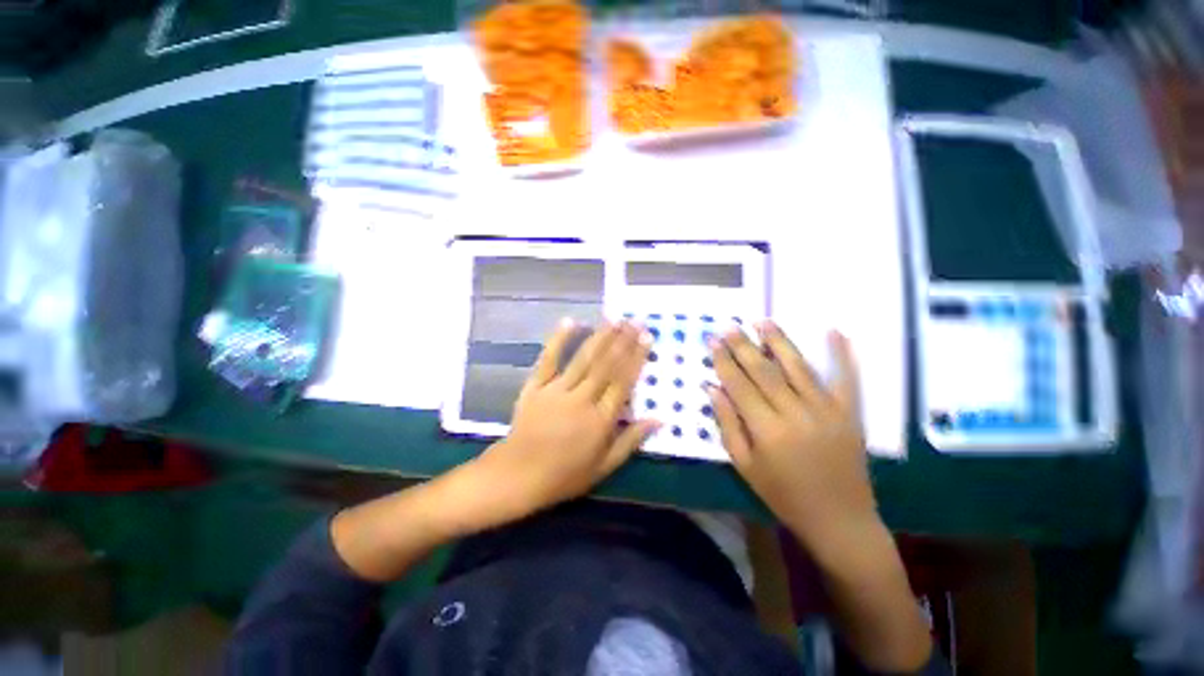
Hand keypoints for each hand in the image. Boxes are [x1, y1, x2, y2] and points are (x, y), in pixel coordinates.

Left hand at [473, 318, 659, 519]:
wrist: (517, 476)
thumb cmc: (564, 475)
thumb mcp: (604, 466)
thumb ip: (631, 440)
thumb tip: (659, 419)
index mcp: (600, 420)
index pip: (623, 382)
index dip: (636, 358)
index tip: (647, 338)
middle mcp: (582, 399)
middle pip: (606, 365)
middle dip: (623, 340)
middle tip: (635, 320)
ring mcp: (556, 390)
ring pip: (583, 358)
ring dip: (600, 336)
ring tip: (614, 318)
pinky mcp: (535, 386)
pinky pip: (548, 359)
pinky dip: (559, 339)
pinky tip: (571, 322)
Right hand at [707, 322, 877, 553]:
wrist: (839, 519)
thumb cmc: (783, 495)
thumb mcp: (744, 466)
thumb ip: (727, 424)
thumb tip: (712, 388)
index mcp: (767, 430)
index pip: (739, 384)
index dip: (724, 360)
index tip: (713, 340)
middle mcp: (796, 413)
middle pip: (764, 370)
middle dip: (743, 345)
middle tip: (729, 325)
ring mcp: (826, 410)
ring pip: (798, 367)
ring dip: (778, 341)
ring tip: (762, 320)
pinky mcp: (850, 413)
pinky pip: (847, 378)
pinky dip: (842, 354)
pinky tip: (834, 330)